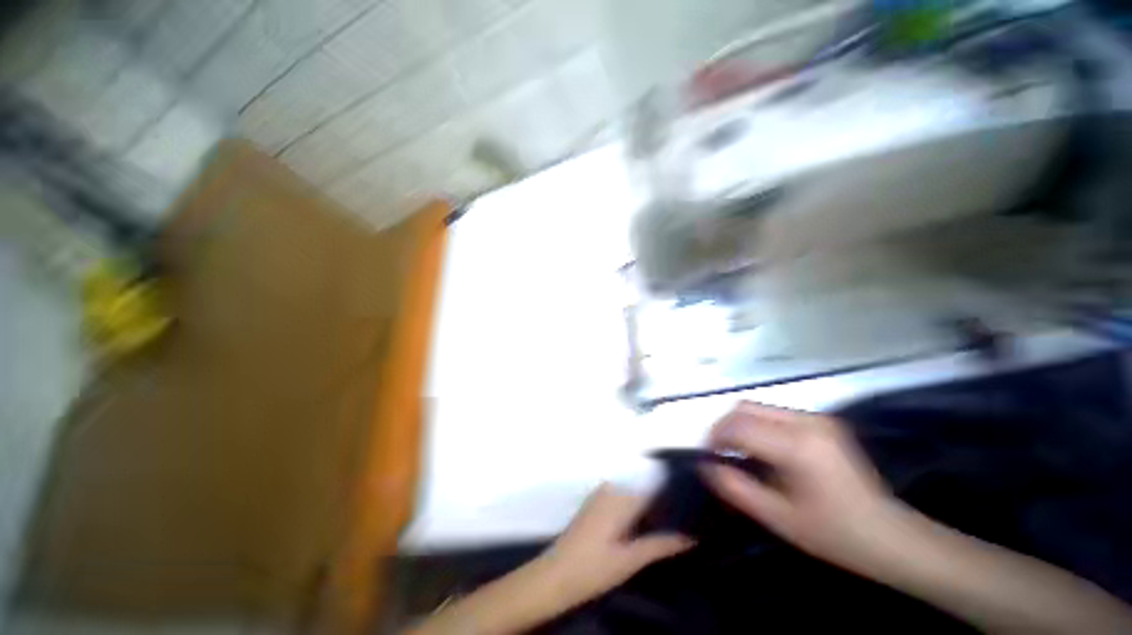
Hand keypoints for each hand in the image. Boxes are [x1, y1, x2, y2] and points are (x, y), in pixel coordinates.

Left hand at [535, 484, 693, 608]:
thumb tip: (691, 537)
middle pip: (644, 488)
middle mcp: (612, 487)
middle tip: (683, 520)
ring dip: (648, 504)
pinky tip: (642, 523)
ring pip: (632, 492)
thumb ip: (660, 545)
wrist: (556, 574)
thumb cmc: (594, 567)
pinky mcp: (595, 501)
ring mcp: (601, 493)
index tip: (690, 507)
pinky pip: (621, 495)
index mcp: (622, 497)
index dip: (673, 496)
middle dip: (662, 501)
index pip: (655, 488)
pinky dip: (634, 506)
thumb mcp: (630, 560)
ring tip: (667, 521)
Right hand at [703, 402, 904, 573]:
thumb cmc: (834, 534)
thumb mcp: (778, 517)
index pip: (738, 426)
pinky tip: (762, 450)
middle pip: (745, 408)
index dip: (715, 438)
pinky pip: (775, 414)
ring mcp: (817, 418)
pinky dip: (758, 426)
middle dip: (723, 427)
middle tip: (718, 453)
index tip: (706, 456)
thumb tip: (705, 465)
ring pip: (758, 408)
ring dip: (740, 425)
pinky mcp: (822, 422)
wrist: (890, 536)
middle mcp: (806, 422)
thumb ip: (735, 488)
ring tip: (737, 452)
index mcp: (797, 446)